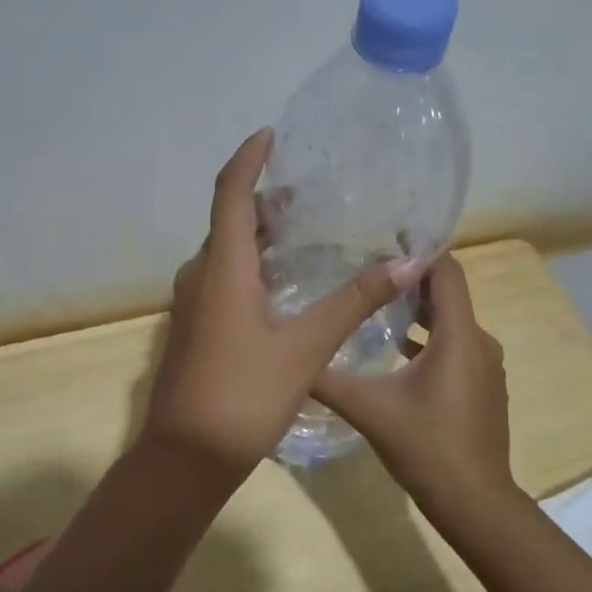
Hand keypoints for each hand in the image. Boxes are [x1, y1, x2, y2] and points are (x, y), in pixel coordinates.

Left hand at [142, 129, 424, 479]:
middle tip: (308, 193)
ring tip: (302, 232)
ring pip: (225, 253)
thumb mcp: (306, 347)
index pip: (230, 193)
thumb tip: (405, 263)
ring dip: (257, 235)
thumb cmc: (244, 395)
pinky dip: (250, 266)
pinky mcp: (194, 329)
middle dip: (263, 199)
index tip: (271, 134)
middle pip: (228, 221)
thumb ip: (353, 302)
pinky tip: (283, 285)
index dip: (248, 158)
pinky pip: (222, 280)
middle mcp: (200, 276)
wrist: (185, 457)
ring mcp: (192, 305)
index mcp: (222, 267)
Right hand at [313, 254, 516, 518]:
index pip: (445, 272)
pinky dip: (429, 339)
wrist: (474, 502)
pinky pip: (455, 347)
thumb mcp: (368, 409)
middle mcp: (478, 342)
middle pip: (448, 294)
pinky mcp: (481, 387)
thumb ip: (328, 379)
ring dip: (419, 310)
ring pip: (451, 322)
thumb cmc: (426, 447)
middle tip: (366, 268)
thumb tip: (289, 357)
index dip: (419, 250)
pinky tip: (395, 350)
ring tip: (376, 303)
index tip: (384, 236)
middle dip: (410, 278)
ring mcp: (484, 367)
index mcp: (457, 337)